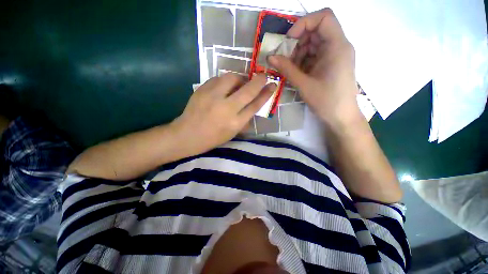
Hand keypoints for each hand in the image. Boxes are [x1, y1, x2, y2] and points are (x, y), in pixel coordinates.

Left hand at [172, 73, 274, 153]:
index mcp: (235, 123)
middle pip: (248, 90)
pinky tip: (224, 86)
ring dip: (240, 78)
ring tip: (240, 83)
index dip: (266, 94)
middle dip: (259, 80)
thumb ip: (244, 120)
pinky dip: (225, 81)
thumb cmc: (212, 138)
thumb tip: (253, 106)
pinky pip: (218, 78)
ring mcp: (213, 97)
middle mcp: (226, 108)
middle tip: (264, 76)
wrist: (187, 134)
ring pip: (232, 78)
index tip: (272, 85)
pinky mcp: (202, 89)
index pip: (255, 105)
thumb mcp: (232, 133)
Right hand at [268, 8, 361, 128]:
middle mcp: (338, 46)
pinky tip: (296, 72)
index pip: (323, 17)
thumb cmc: (326, 101)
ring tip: (289, 68)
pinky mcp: (331, 64)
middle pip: (316, 30)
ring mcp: (335, 55)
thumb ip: (287, 69)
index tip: (289, 41)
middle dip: (297, 42)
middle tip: (284, 58)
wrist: (341, 117)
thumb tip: (270, 57)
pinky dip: (303, 61)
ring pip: (314, 43)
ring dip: (298, 53)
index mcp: (337, 46)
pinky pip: (315, 55)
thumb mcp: (304, 84)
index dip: (303, 24)